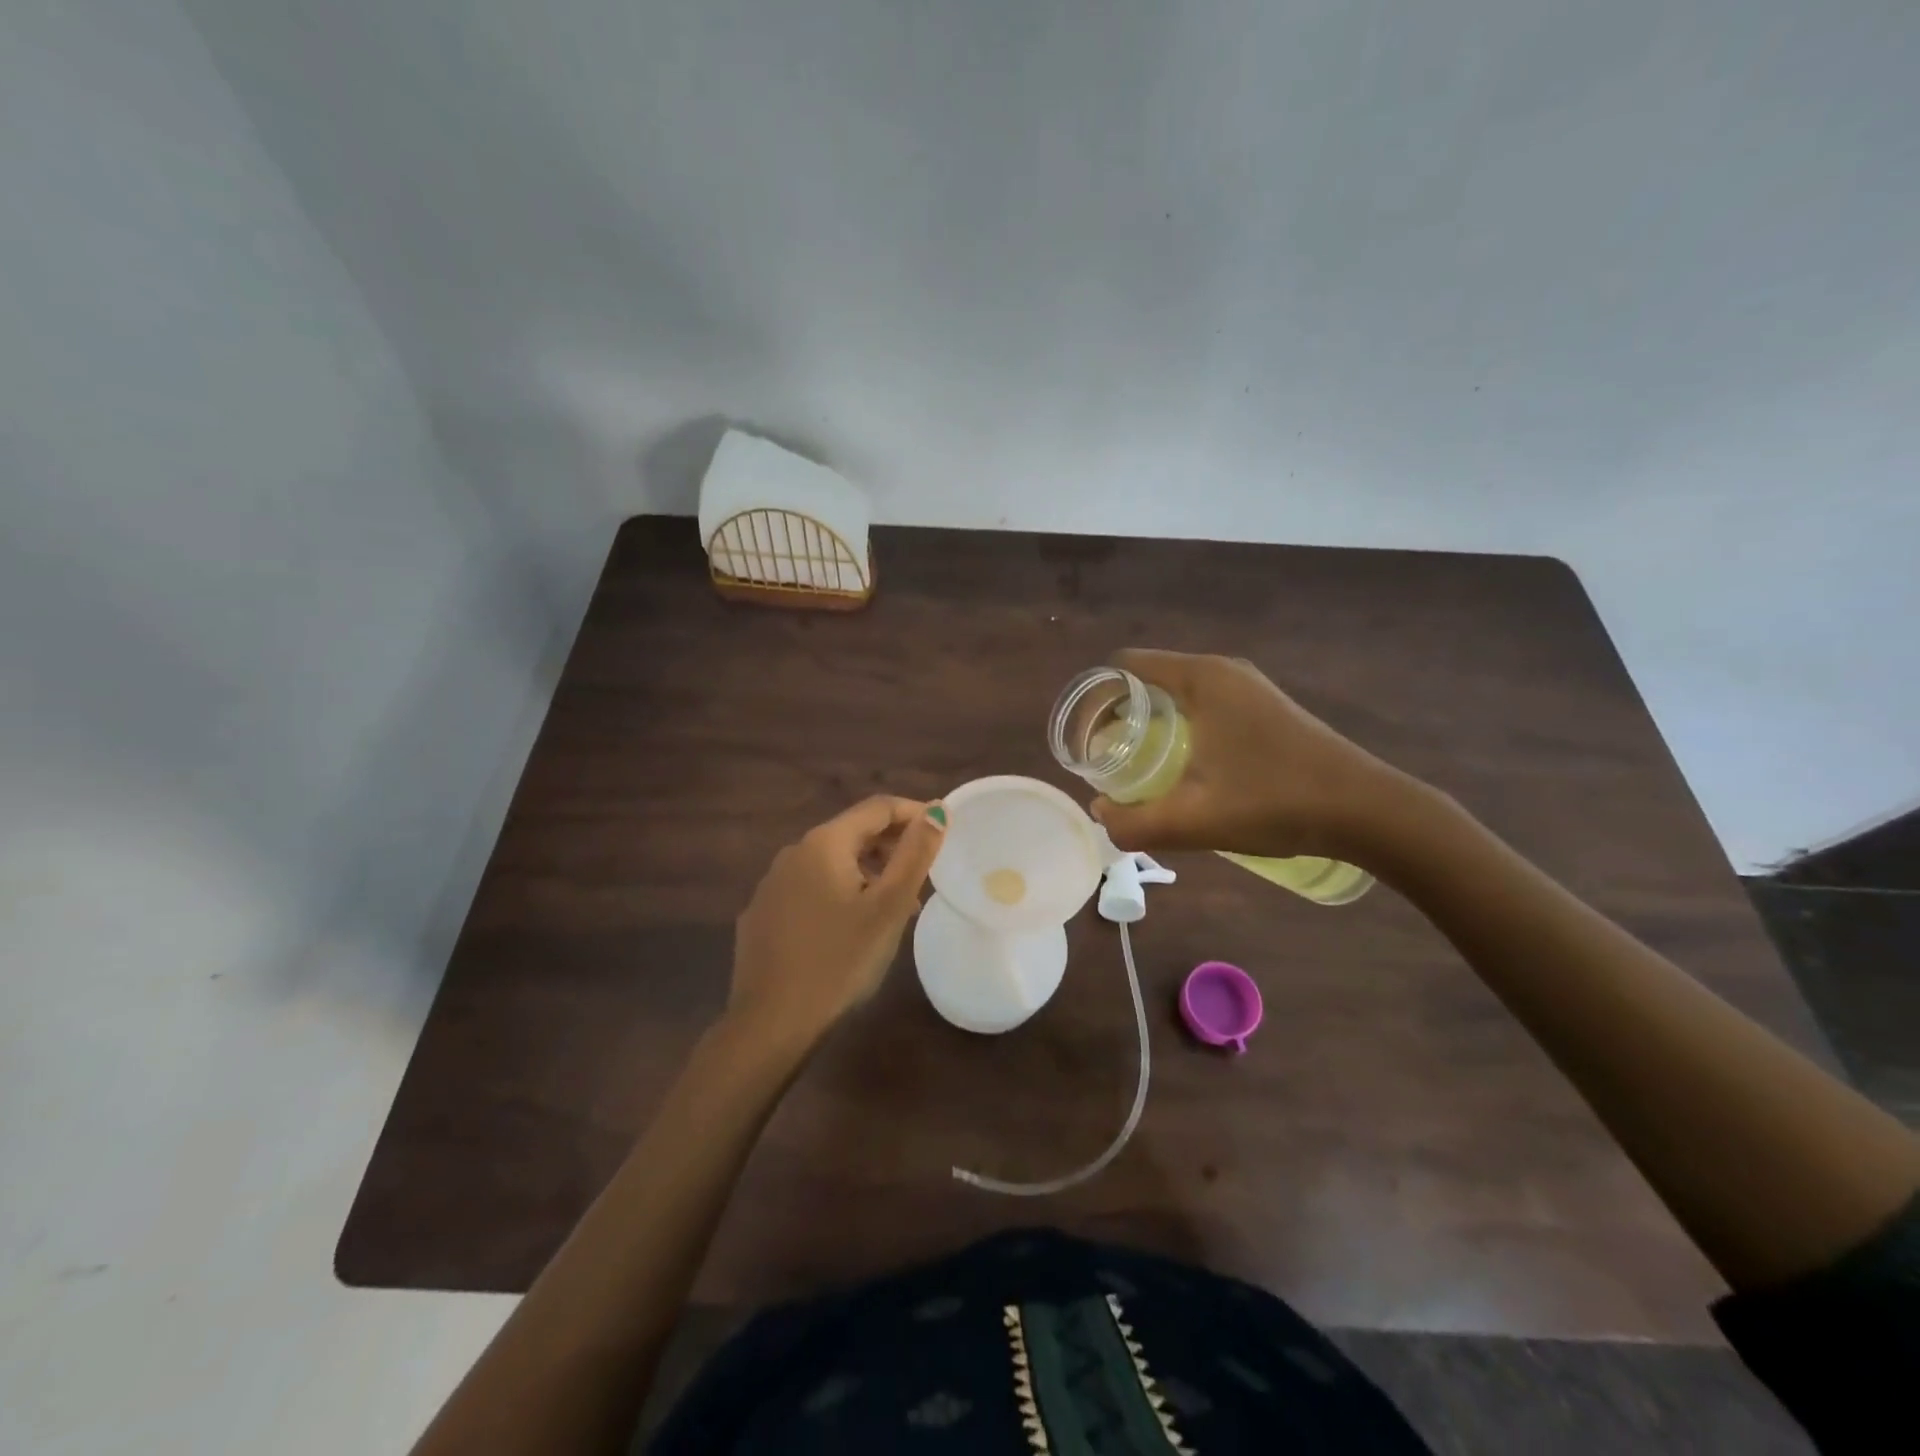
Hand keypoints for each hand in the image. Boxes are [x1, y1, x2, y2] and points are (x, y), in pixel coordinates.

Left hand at [727, 796, 946, 1047]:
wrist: (771, 1023)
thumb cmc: (840, 961)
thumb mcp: (889, 907)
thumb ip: (915, 854)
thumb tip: (937, 809)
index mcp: (824, 843)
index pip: (877, 808)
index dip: (914, 812)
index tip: (943, 830)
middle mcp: (793, 853)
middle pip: (852, 832)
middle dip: (892, 845)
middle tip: (924, 872)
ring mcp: (772, 884)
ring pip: (830, 863)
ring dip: (868, 872)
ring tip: (896, 905)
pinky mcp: (762, 913)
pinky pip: (810, 888)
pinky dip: (839, 893)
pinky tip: (851, 927)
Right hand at [1090, 649, 1415, 864]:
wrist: (1367, 810)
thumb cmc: (1275, 802)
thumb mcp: (1194, 820)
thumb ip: (1135, 823)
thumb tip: (1100, 815)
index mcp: (1201, 678)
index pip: (1126, 665)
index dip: (1097, 698)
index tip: (1085, 738)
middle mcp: (1223, 670)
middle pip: (1149, 679)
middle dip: (1120, 714)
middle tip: (1106, 759)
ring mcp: (1249, 687)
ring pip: (1179, 693)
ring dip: (1151, 723)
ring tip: (1137, 766)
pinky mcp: (1265, 707)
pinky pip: (1204, 705)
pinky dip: (1180, 727)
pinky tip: (1184, 768)